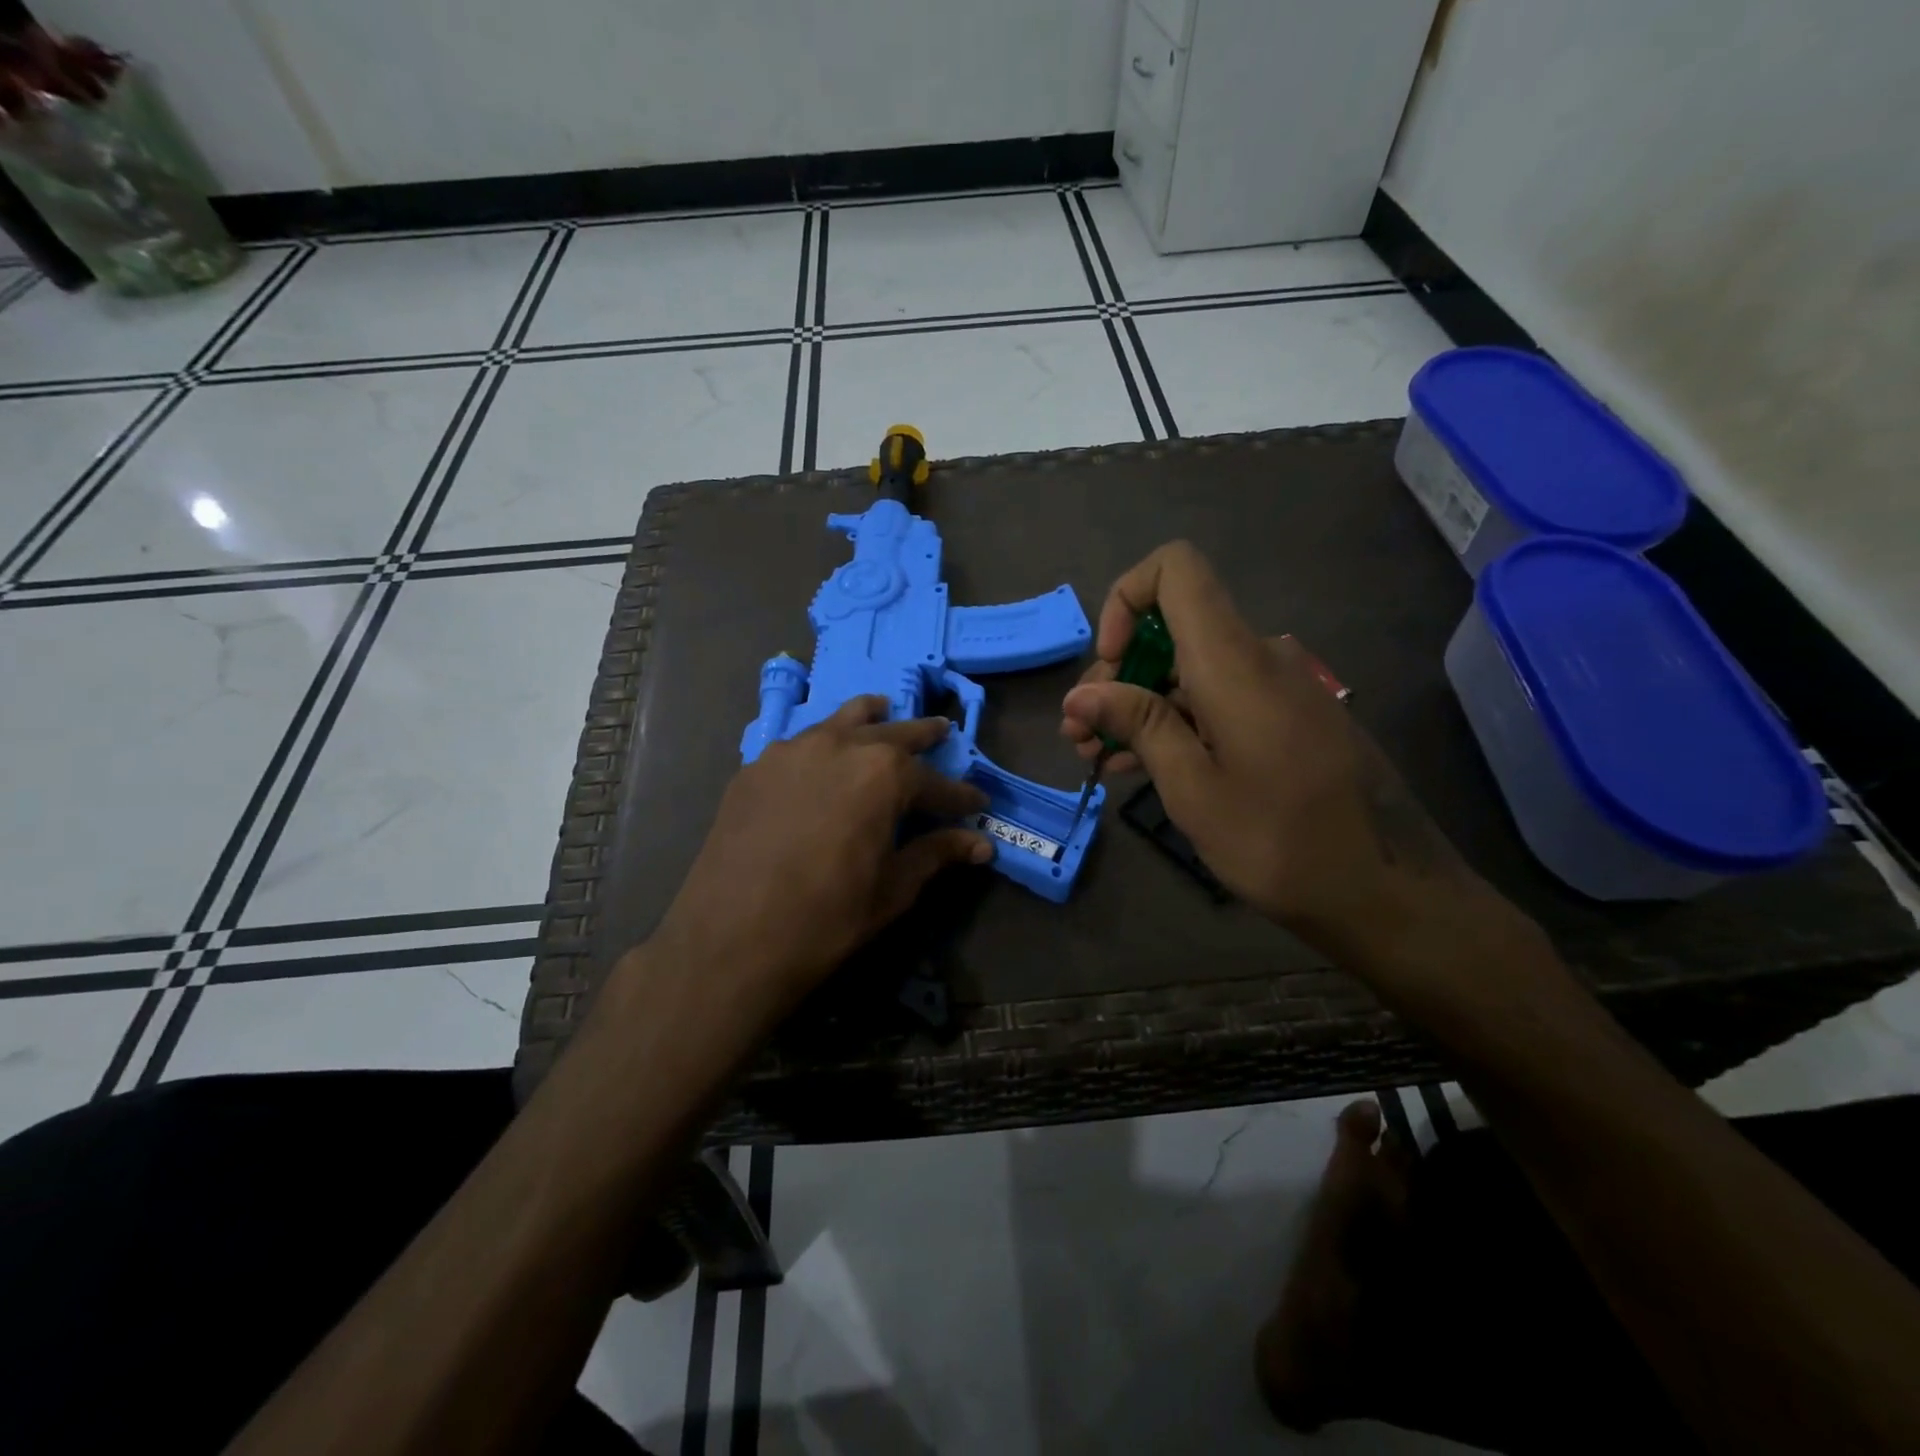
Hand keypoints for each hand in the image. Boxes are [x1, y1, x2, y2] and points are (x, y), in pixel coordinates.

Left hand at [652, 696, 992, 1013]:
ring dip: (870, 719)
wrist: (730, 939)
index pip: (935, 782)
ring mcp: (791, 751)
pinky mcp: (755, 767)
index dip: (959, 796)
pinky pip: (801, 742)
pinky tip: (823, 757)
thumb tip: (981, 844)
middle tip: (942, 731)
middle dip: (922, 735)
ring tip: (882, 712)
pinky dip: (824, 741)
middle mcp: (840, 746)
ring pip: (841, 721)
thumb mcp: (893, 889)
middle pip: (892, 733)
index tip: (978, 803)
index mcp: (883, 774)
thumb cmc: (825, 918)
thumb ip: (936, 854)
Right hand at [1060, 542, 1483, 955]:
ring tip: (1095, 757)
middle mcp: (1259, 657)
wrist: (1387, 891)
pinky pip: (1218, 699)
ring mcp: (1277, 689)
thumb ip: (1138, 725)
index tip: (1110, 665)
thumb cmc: (1280, 841)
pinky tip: (1137, 767)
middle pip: (1173, 628)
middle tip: (1080, 735)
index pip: (1176, 570)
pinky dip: (1174, 722)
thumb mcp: (1192, 787)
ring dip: (1137, 706)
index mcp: (1234, 661)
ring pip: (1189, 671)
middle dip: (1117, 674)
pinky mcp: (1286, 719)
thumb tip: (1081, 692)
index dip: (1126, 600)